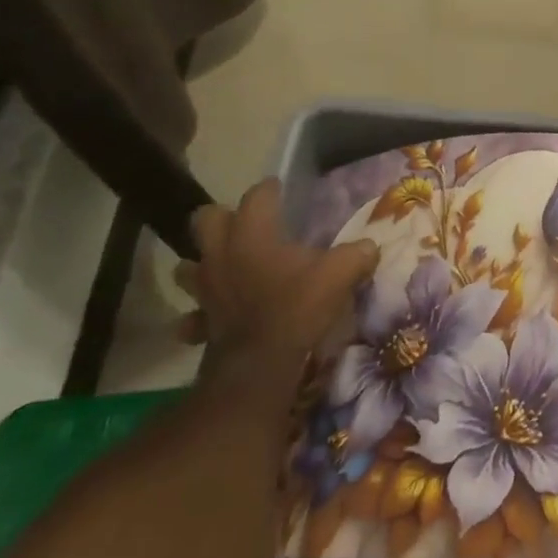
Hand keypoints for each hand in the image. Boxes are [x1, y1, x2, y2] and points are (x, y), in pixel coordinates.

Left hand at [177, 179, 376, 394]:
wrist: (259, 367)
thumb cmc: (297, 308)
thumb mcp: (339, 274)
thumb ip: (357, 254)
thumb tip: (370, 246)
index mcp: (252, 233)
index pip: (257, 195)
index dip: (270, 190)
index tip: (281, 190)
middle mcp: (221, 253)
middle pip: (205, 219)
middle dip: (221, 218)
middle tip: (245, 226)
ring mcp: (204, 288)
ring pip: (187, 265)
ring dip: (202, 264)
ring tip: (225, 267)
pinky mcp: (199, 321)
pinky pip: (192, 315)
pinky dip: (200, 314)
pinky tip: (215, 317)